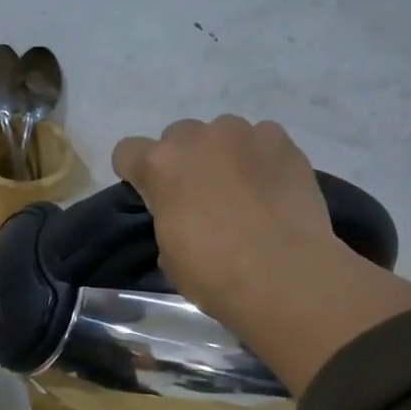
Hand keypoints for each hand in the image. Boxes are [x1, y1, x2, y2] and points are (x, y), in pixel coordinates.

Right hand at [111, 116, 340, 321]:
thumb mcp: (168, 254)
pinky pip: (262, 140)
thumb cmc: (213, 273)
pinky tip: (271, 190)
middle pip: (178, 137)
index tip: (150, 196)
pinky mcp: (282, 141)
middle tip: (200, 196)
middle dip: (183, 161)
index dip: (135, 174)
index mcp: (160, 166)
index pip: (127, 152)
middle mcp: (199, 138)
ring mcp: (244, 134)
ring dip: (224, 156)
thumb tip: (182, 217)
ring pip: (222, 134)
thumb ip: (167, 219)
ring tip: (242, 192)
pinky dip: (261, 159)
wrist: (282, 276)